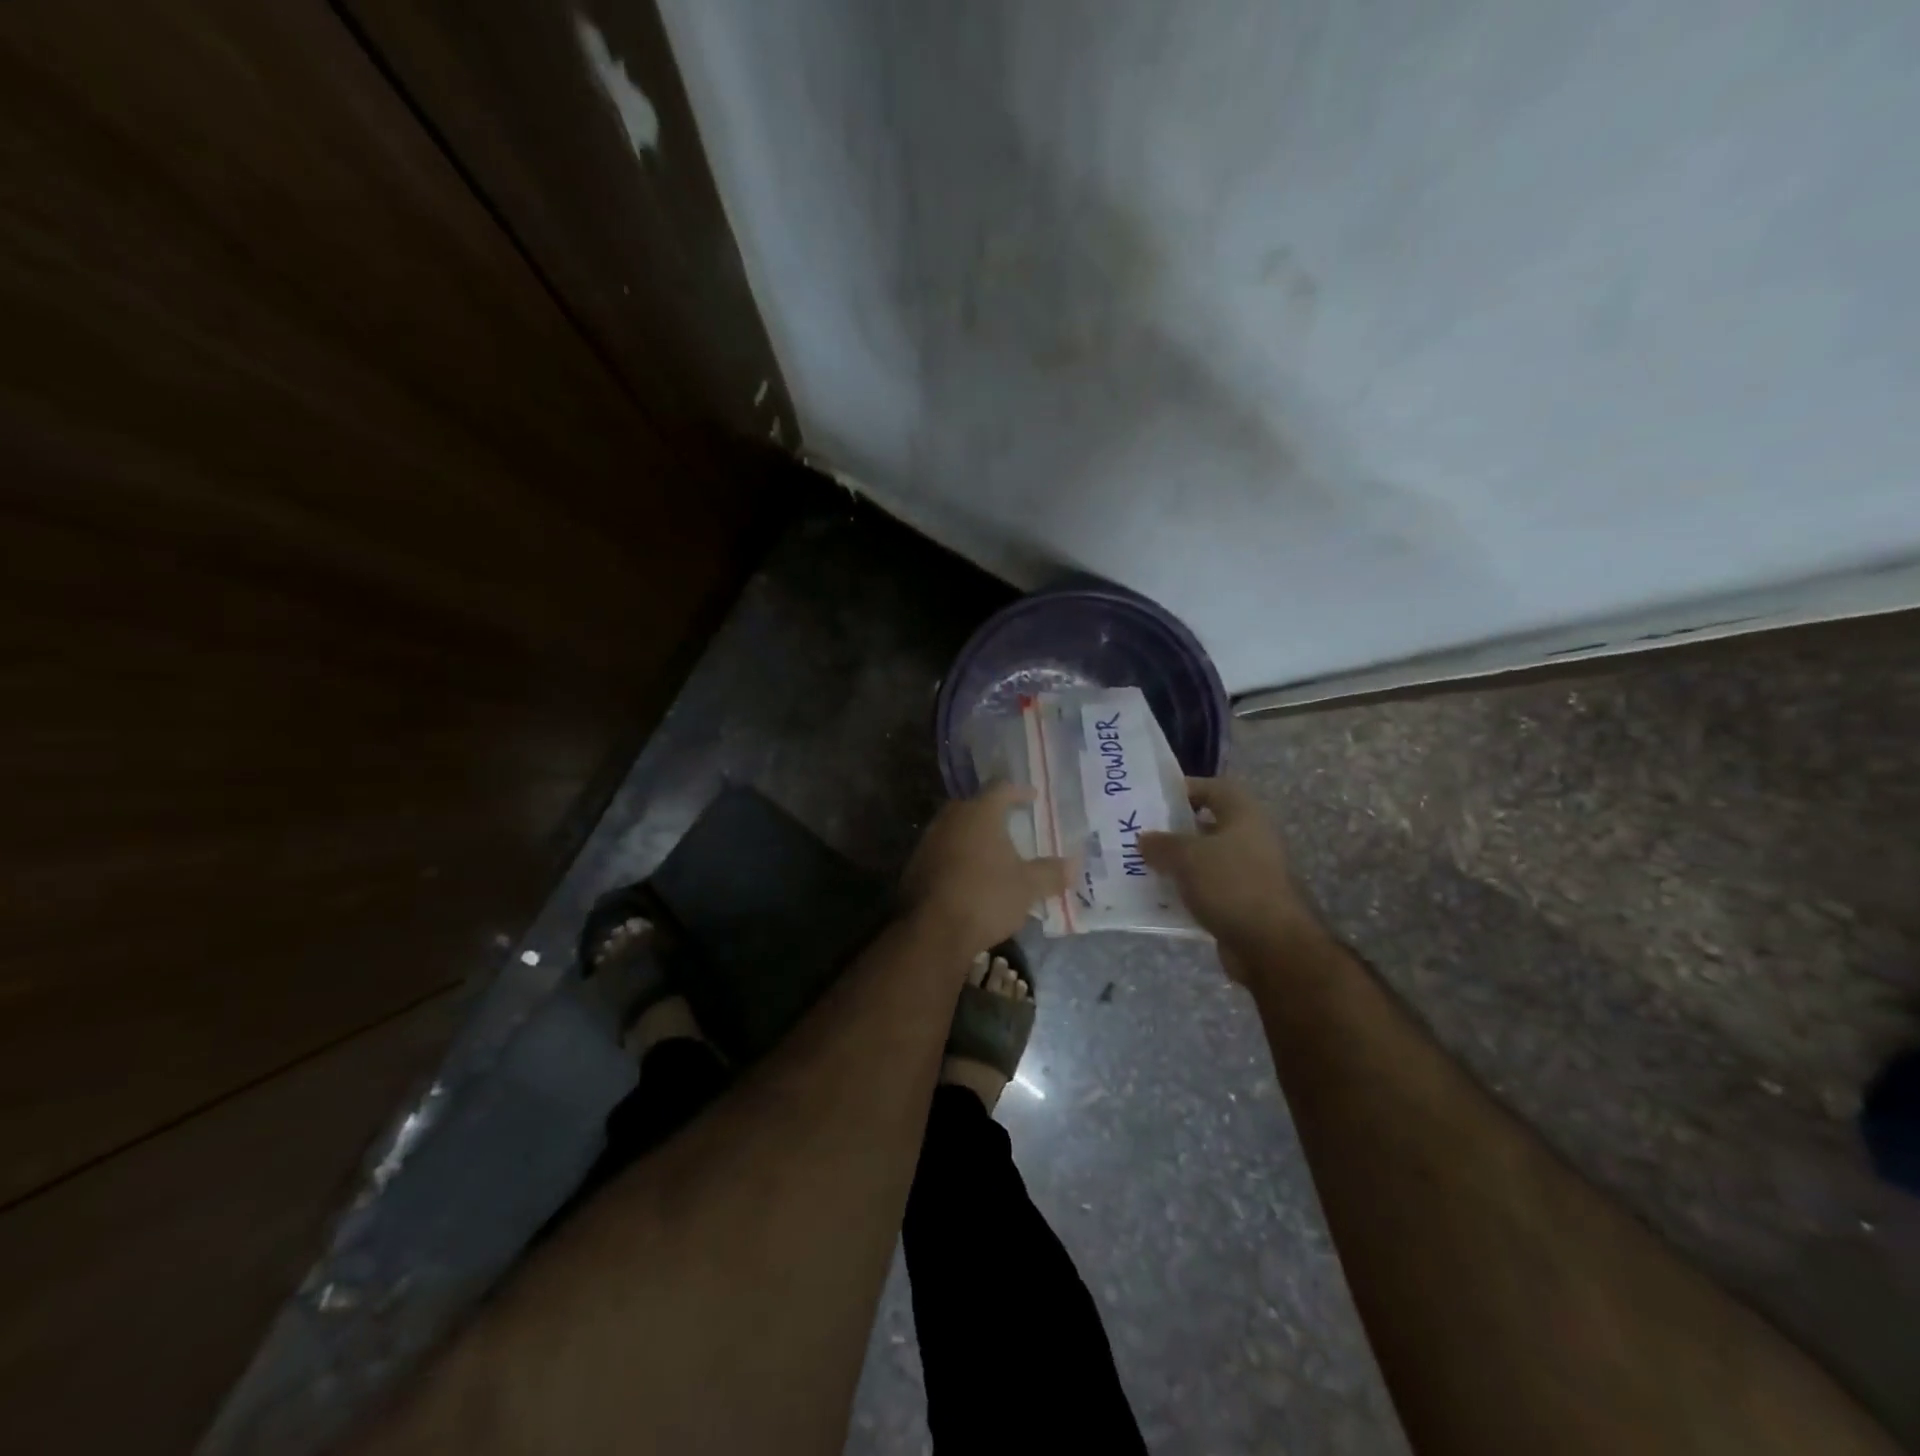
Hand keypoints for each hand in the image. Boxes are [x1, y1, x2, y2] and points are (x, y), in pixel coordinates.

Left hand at [900, 783, 1072, 956]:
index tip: (1032, 797)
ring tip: (991, 850)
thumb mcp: (1028, 887)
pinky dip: (957, 855)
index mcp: (979, 813)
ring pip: (954, 828)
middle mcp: (951, 819)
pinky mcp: (915, 865)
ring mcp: (928, 841)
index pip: (1000, 788)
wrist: (932, 931)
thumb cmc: (986, 897)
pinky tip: (968, 874)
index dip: (1018, 791)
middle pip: (973, 805)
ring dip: (972, 835)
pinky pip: (941, 851)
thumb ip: (1051, 873)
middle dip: (992, 812)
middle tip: (1010, 821)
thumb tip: (1075, 864)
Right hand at [1139, 777, 1322, 981]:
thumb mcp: (1187, 856)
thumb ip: (1161, 843)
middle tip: (1139, 835)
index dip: (1182, 789)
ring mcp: (1248, 873)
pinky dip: (1185, 892)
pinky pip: (1206, 890)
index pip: (1212, 788)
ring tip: (1141, 866)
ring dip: (1176, 864)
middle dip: (1173, 831)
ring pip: (1204, 860)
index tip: (1150, 800)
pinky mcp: (1242, 903)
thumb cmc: (1231, 884)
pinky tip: (1158, 898)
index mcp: (1244, 814)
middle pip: (1205, 826)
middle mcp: (1250, 839)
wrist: (1271, 945)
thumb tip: (1144, 839)